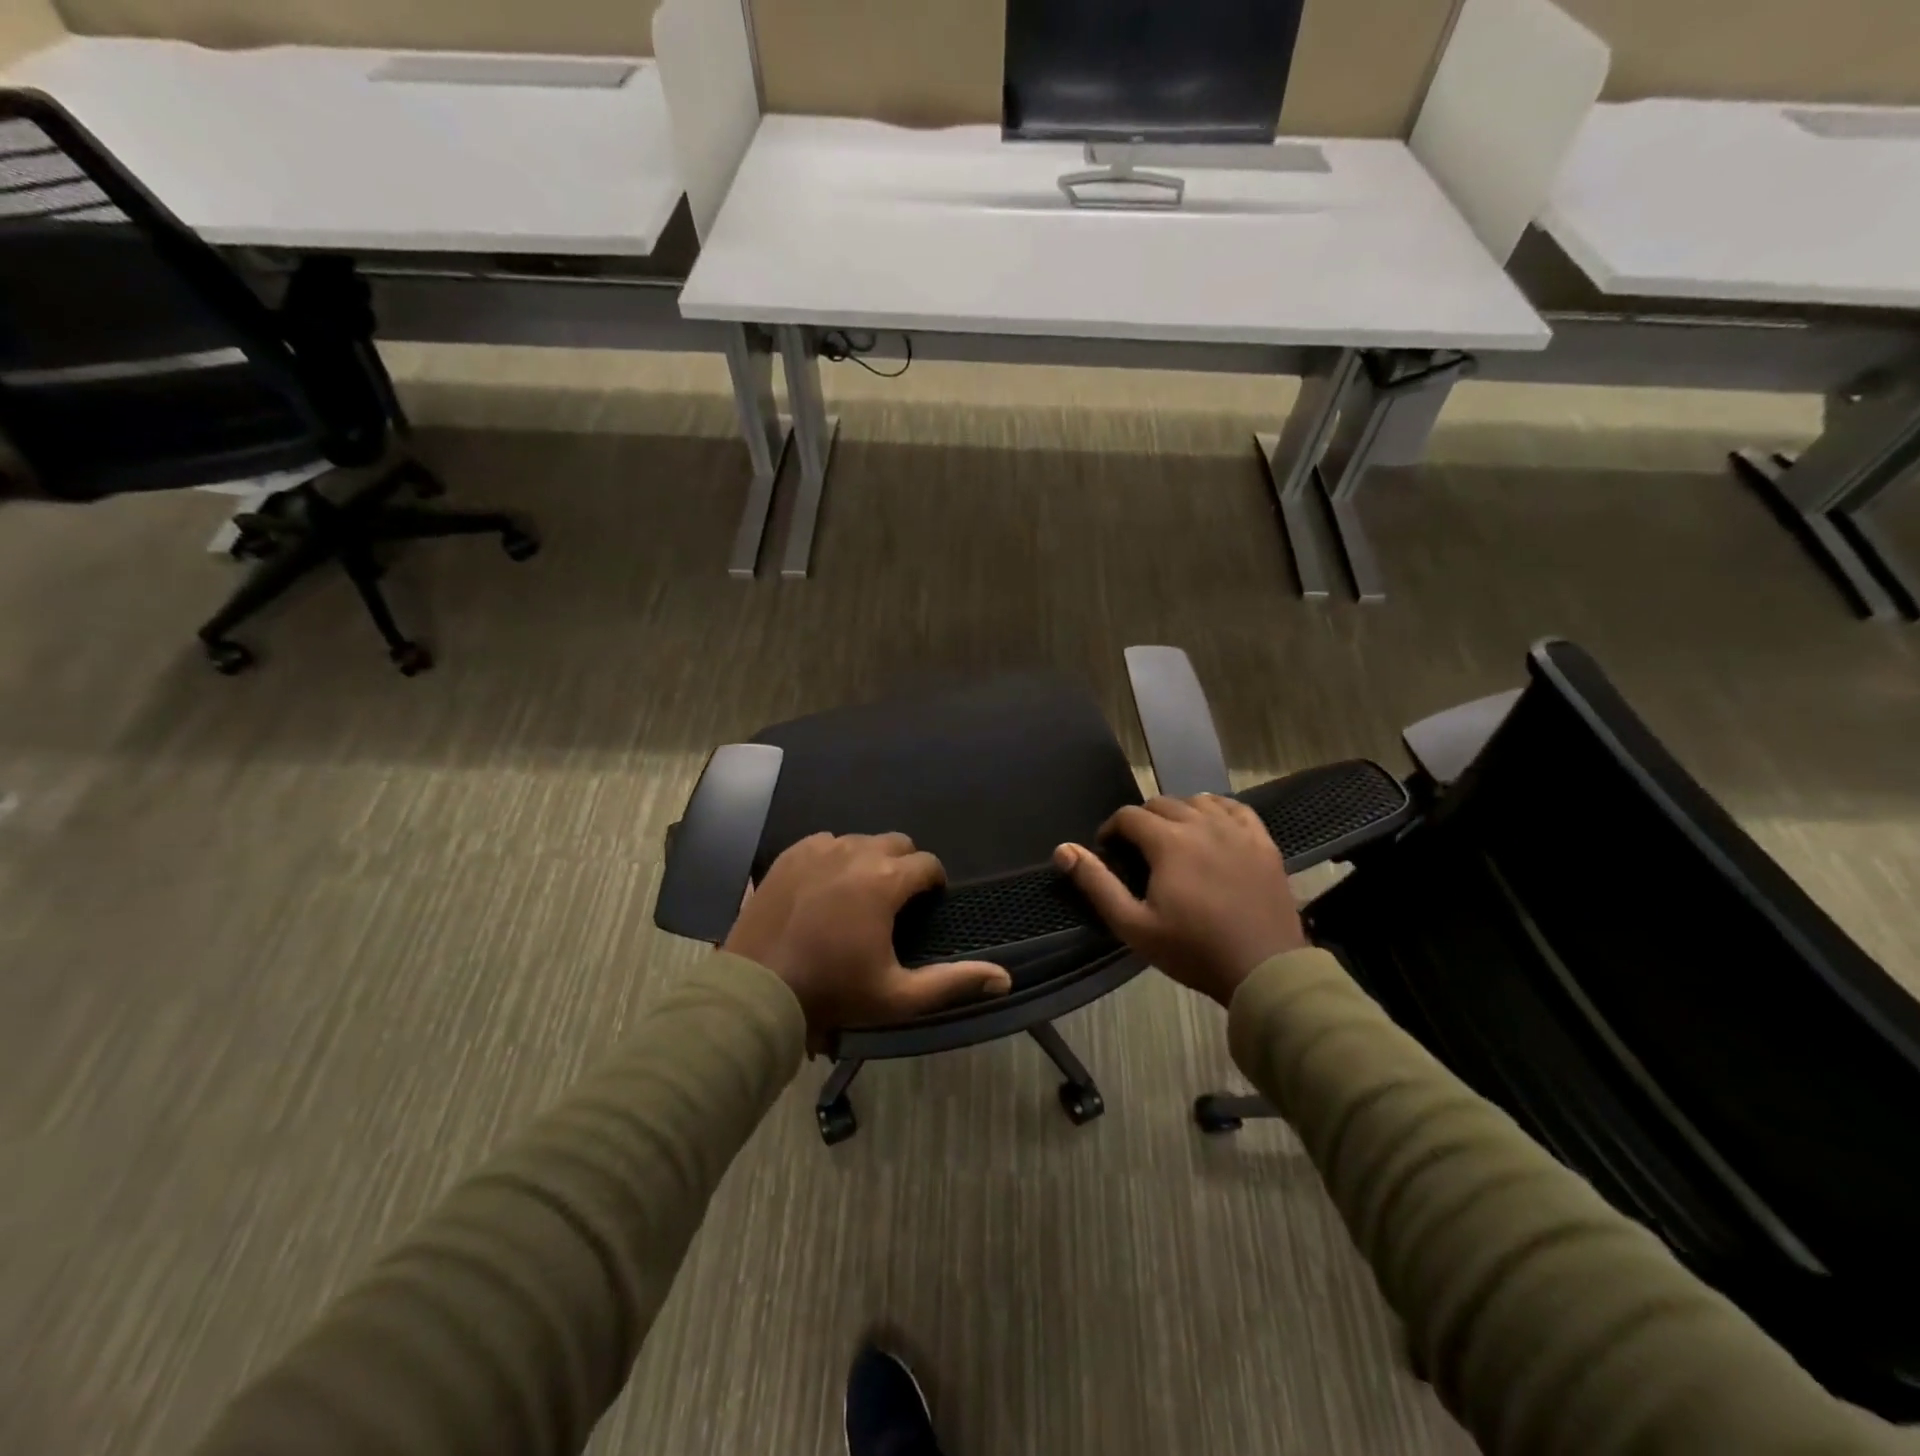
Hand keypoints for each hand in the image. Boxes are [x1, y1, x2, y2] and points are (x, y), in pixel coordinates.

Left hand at [724, 832, 1011, 1045]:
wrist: (757, 989)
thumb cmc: (833, 992)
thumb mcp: (898, 996)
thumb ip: (953, 982)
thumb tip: (1004, 978)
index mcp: (886, 880)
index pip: (927, 864)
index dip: (934, 883)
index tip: (929, 903)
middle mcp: (855, 852)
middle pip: (896, 843)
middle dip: (905, 865)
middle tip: (897, 901)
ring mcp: (818, 849)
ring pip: (859, 841)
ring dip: (870, 859)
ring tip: (861, 894)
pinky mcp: (790, 854)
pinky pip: (824, 842)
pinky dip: (834, 856)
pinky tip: (827, 885)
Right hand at [1053, 794, 1306, 1006]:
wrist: (1264, 969)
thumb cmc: (1193, 950)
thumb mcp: (1134, 925)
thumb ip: (1097, 884)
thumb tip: (1063, 850)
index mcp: (1168, 841)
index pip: (1129, 815)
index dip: (1112, 829)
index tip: (1109, 851)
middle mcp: (1202, 824)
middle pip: (1162, 803)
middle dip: (1142, 821)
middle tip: (1138, 851)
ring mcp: (1237, 830)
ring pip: (1198, 801)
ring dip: (1178, 813)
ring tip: (1173, 840)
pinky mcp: (1263, 842)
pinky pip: (1235, 808)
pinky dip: (1217, 810)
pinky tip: (1211, 827)